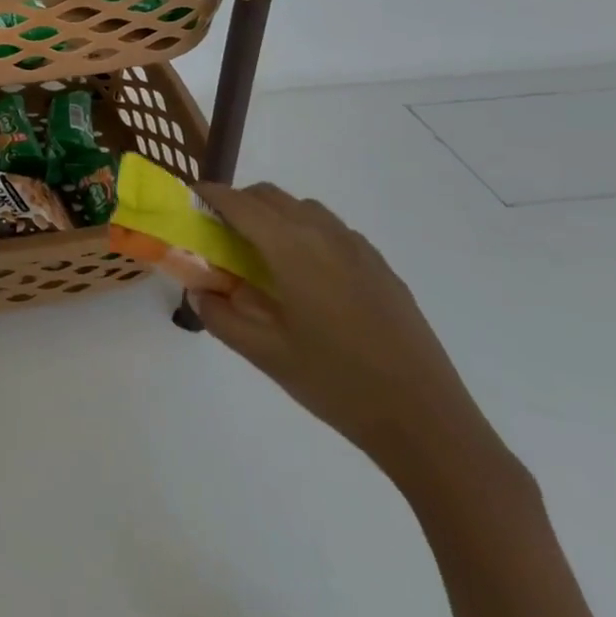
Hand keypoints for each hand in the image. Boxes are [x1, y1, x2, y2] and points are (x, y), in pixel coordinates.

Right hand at [192, 182, 515, 489]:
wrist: (426, 421)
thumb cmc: (337, 384)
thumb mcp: (266, 354)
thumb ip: (222, 317)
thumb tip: (199, 293)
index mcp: (292, 249)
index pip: (239, 203)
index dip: (209, 195)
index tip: (189, 199)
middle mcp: (324, 234)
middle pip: (270, 196)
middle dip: (238, 203)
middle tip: (218, 233)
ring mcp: (358, 248)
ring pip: (303, 209)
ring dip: (273, 215)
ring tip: (261, 254)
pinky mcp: (381, 267)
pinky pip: (332, 230)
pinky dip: (305, 232)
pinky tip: (306, 276)